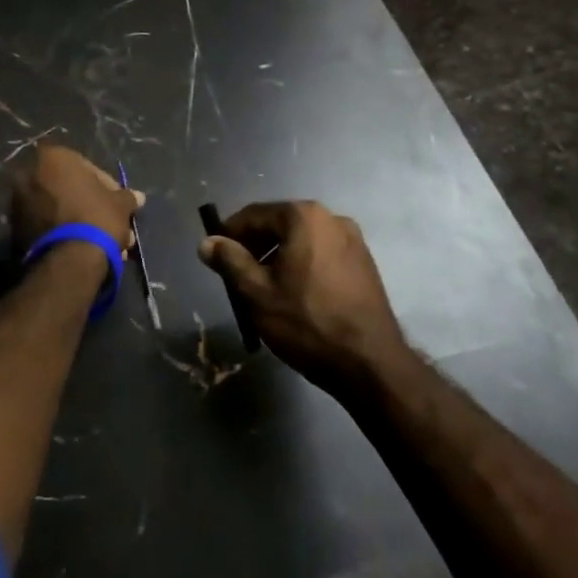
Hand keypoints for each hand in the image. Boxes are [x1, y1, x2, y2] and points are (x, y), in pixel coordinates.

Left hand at [7, 143, 142, 252]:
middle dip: (93, 208)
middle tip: (112, 225)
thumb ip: (127, 197)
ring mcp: (19, 202)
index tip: (118, 204)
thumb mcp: (120, 205)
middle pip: (70, 190)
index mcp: (53, 158)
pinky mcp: (15, 229)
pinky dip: (65, 234)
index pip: (87, 168)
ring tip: (105, 245)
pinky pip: (47, 225)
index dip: (107, 187)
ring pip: (60, 210)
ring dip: (82, 223)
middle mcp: (29, 174)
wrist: (68, 260)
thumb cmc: (97, 218)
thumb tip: (138, 197)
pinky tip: (85, 250)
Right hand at [198, 201, 408, 390]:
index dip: (229, 234)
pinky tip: (296, 295)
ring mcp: (353, 239)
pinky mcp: (365, 262)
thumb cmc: (307, 322)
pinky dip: (303, 265)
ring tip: (265, 290)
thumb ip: (229, 261)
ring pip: (301, 240)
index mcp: (303, 216)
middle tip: (237, 277)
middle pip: (279, 224)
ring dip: (279, 257)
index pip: (253, 214)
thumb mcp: (256, 293)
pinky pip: (322, 254)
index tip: (215, 258)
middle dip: (255, 246)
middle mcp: (331, 217)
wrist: (370, 363)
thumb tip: (207, 243)